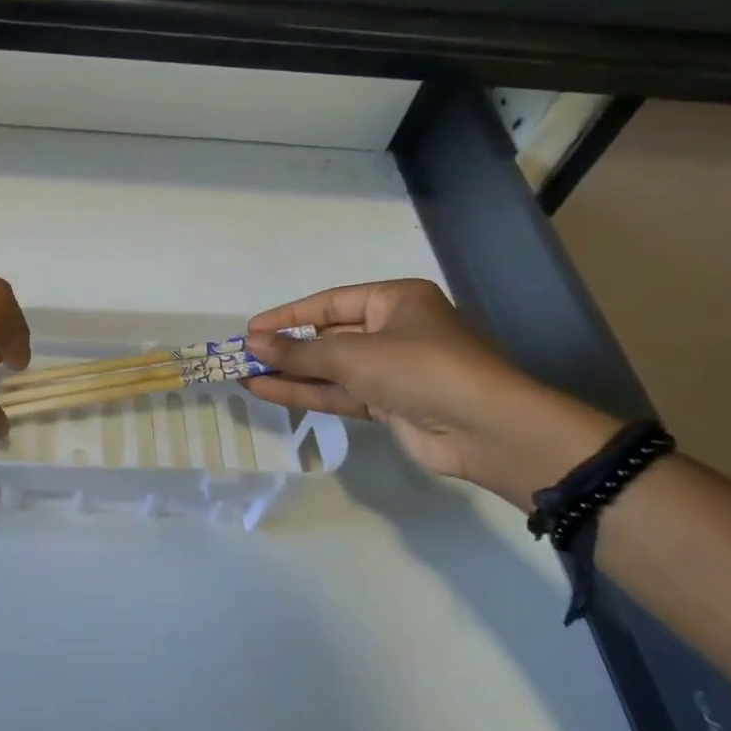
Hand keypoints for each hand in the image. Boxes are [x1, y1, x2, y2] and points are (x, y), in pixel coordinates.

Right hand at [243, 279, 616, 505]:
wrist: (486, 429)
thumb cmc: (421, 368)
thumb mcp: (354, 354)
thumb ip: (300, 350)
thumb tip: (253, 343)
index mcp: (395, 300)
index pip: (329, 303)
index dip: (288, 315)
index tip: (251, 329)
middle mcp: (393, 330)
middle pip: (328, 335)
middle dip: (287, 347)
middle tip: (244, 355)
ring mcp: (391, 370)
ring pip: (331, 368)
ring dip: (291, 372)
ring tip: (245, 375)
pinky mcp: (389, 404)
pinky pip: (340, 393)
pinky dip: (307, 393)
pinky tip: (267, 391)